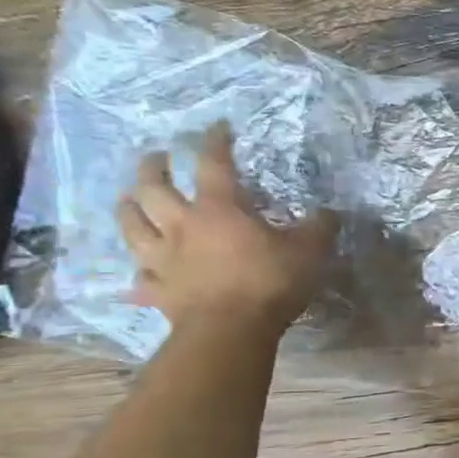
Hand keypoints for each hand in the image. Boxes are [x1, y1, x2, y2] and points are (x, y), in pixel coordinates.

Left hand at [117, 123, 337, 333]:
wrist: (230, 330)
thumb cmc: (270, 281)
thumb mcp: (310, 250)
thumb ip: (319, 228)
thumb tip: (329, 213)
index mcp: (219, 209)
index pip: (213, 164)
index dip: (215, 142)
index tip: (218, 127)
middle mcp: (182, 226)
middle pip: (154, 188)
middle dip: (154, 168)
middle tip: (156, 157)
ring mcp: (163, 259)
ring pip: (133, 226)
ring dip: (129, 209)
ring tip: (129, 200)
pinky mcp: (157, 290)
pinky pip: (141, 279)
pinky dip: (140, 275)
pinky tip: (141, 276)